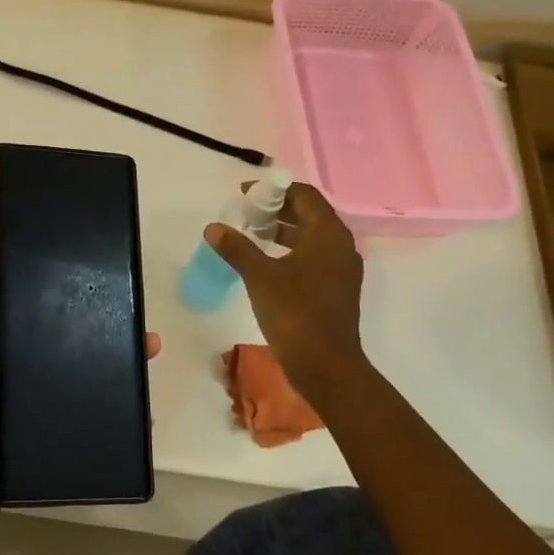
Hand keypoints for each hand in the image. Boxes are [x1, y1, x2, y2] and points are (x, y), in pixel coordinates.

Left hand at [0, 240, 163, 554]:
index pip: (31, 315)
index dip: (63, 300)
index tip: (103, 283)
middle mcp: (7, 377)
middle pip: (59, 352)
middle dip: (98, 340)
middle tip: (142, 331)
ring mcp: (22, 416)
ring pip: (71, 389)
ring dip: (106, 379)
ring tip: (147, 367)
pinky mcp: (34, 451)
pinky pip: (73, 430)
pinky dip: (100, 421)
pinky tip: (137, 416)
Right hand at [206, 182, 365, 401]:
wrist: (325, 365)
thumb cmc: (294, 313)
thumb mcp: (259, 276)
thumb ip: (237, 248)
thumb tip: (213, 227)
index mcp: (328, 234)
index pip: (304, 195)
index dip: (274, 189)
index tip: (245, 194)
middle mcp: (340, 245)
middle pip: (309, 213)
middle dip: (277, 209)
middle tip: (245, 213)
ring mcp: (340, 269)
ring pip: (310, 236)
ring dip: (282, 230)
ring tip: (251, 234)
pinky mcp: (335, 288)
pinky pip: (312, 256)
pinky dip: (290, 251)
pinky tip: (265, 262)